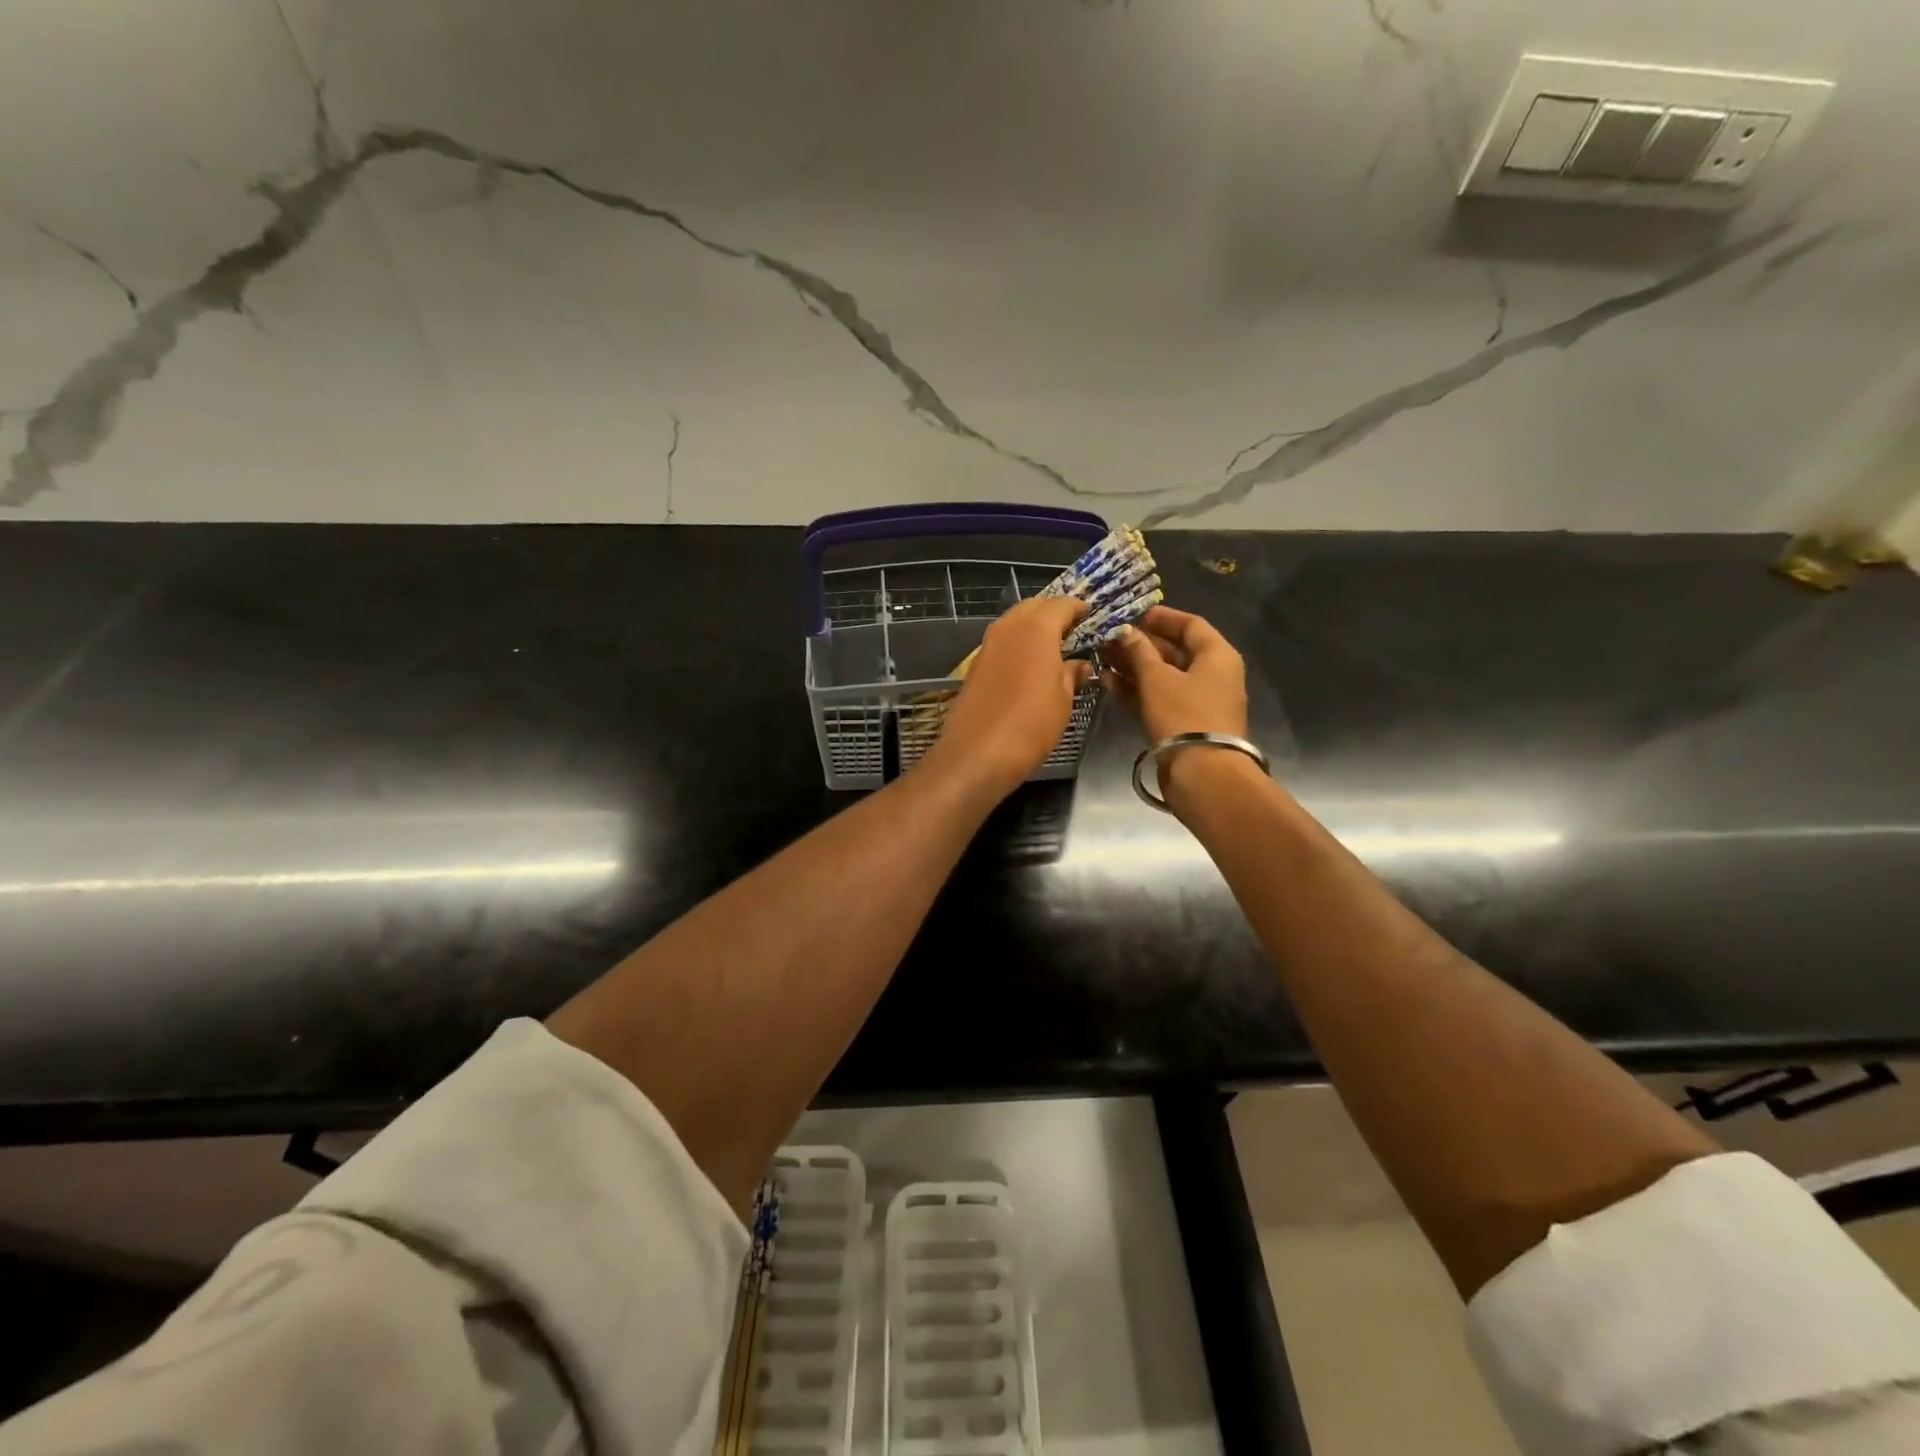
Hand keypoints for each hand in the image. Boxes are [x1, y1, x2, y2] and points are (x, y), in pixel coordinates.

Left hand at [922, 597, 1091, 798]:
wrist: (977, 752)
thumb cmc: (1031, 724)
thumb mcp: (1062, 700)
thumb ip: (1071, 675)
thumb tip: (1079, 665)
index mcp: (1036, 629)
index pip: (1061, 604)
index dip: (1077, 608)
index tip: (1090, 614)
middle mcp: (1009, 628)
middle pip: (1033, 606)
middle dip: (1053, 612)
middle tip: (1072, 628)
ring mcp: (988, 645)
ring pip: (1014, 622)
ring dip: (1032, 626)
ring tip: (1052, 645)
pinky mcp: (975, 664)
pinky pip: (1002, 642)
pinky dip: (1017, 643)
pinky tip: (1028, 663)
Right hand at [1102, 605, 1250, 799]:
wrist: (1202, 774)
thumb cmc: (1184, 715)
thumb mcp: (1157, 678)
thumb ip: (1139, 652)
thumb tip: (1125, 632)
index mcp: (1217, 656)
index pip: (1190, 624)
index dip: (1161, 618)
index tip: (1133, 615)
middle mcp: (1212, 675)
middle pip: (1175, 651)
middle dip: (1140, 645)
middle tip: (1109, 639)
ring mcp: (1198, 701)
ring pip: (1163, 676)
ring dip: (1134, 667)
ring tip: (1102, 659)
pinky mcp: (1183, 723)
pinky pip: (1159, 698)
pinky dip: (1137, 690)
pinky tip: (1108, 683)